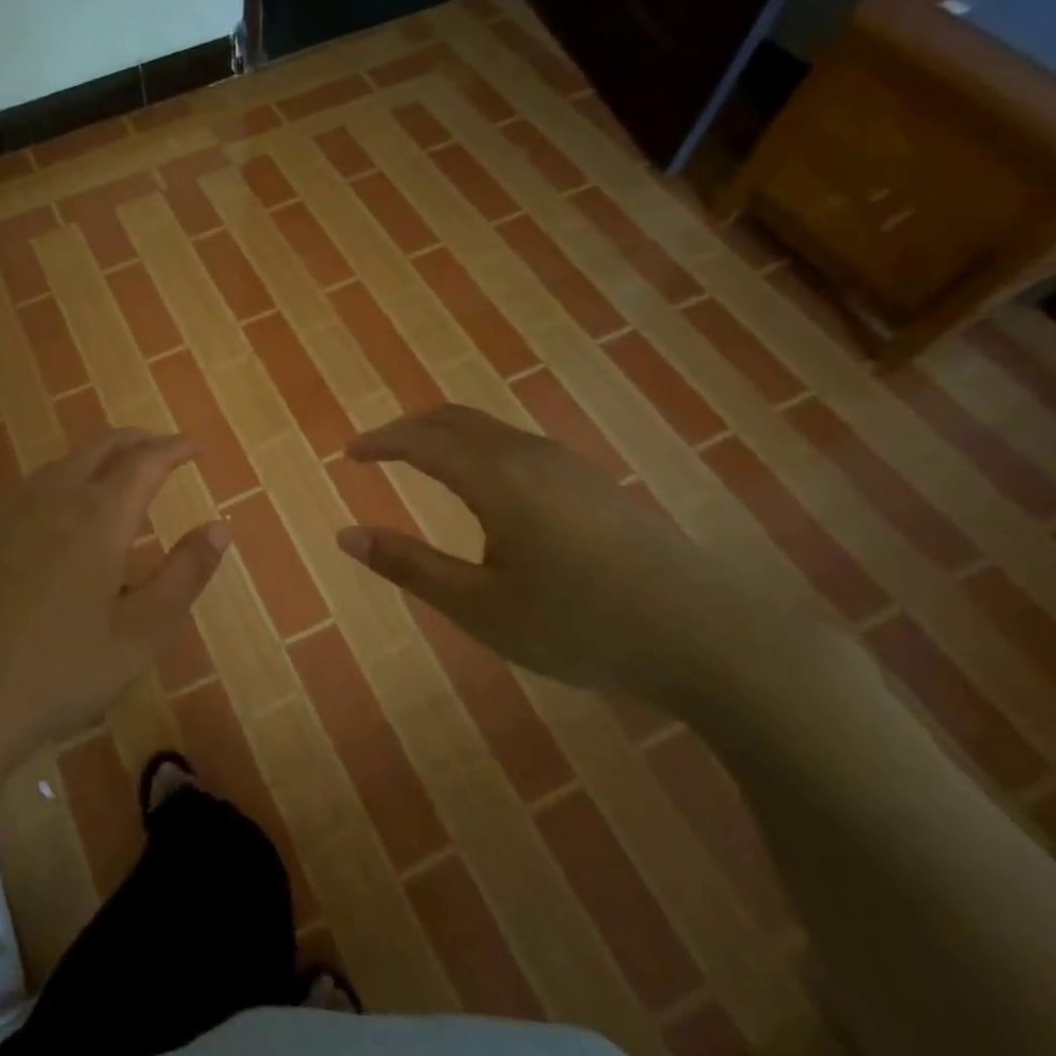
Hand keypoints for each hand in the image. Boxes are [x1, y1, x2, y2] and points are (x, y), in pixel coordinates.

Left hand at [0, 430, 229, 760]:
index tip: (195, 448)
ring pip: (62, 464)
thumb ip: (185, 573)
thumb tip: (220, 526)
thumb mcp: (142, 632)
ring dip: (98, 460)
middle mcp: (53, 498)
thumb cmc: (61, 670)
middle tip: (161, 450)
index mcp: (98, 516)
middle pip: (100, 447)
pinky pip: (32, 490)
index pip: (145, 461)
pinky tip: (61, 518)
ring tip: (118, 479)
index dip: (174, 448)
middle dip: (136, 441)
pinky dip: (63, 483)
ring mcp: (8, 513)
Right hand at [335, 405, 803, 711]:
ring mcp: (567, 464)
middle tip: (376, 449)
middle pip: (453, 419)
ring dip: (444, 434)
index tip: (348, 453)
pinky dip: (477, 446)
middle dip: (408, 428)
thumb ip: (411, 566)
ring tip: (420, 460)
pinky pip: (516, 443)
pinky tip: (484, 484)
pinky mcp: (592, 481)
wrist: (709, 636)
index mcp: (495, 477)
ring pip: (488, 428)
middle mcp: (528, 455)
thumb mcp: (481, 607)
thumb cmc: (581, 624)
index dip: (380, 442)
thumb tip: (346, 536)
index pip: (420, 441)